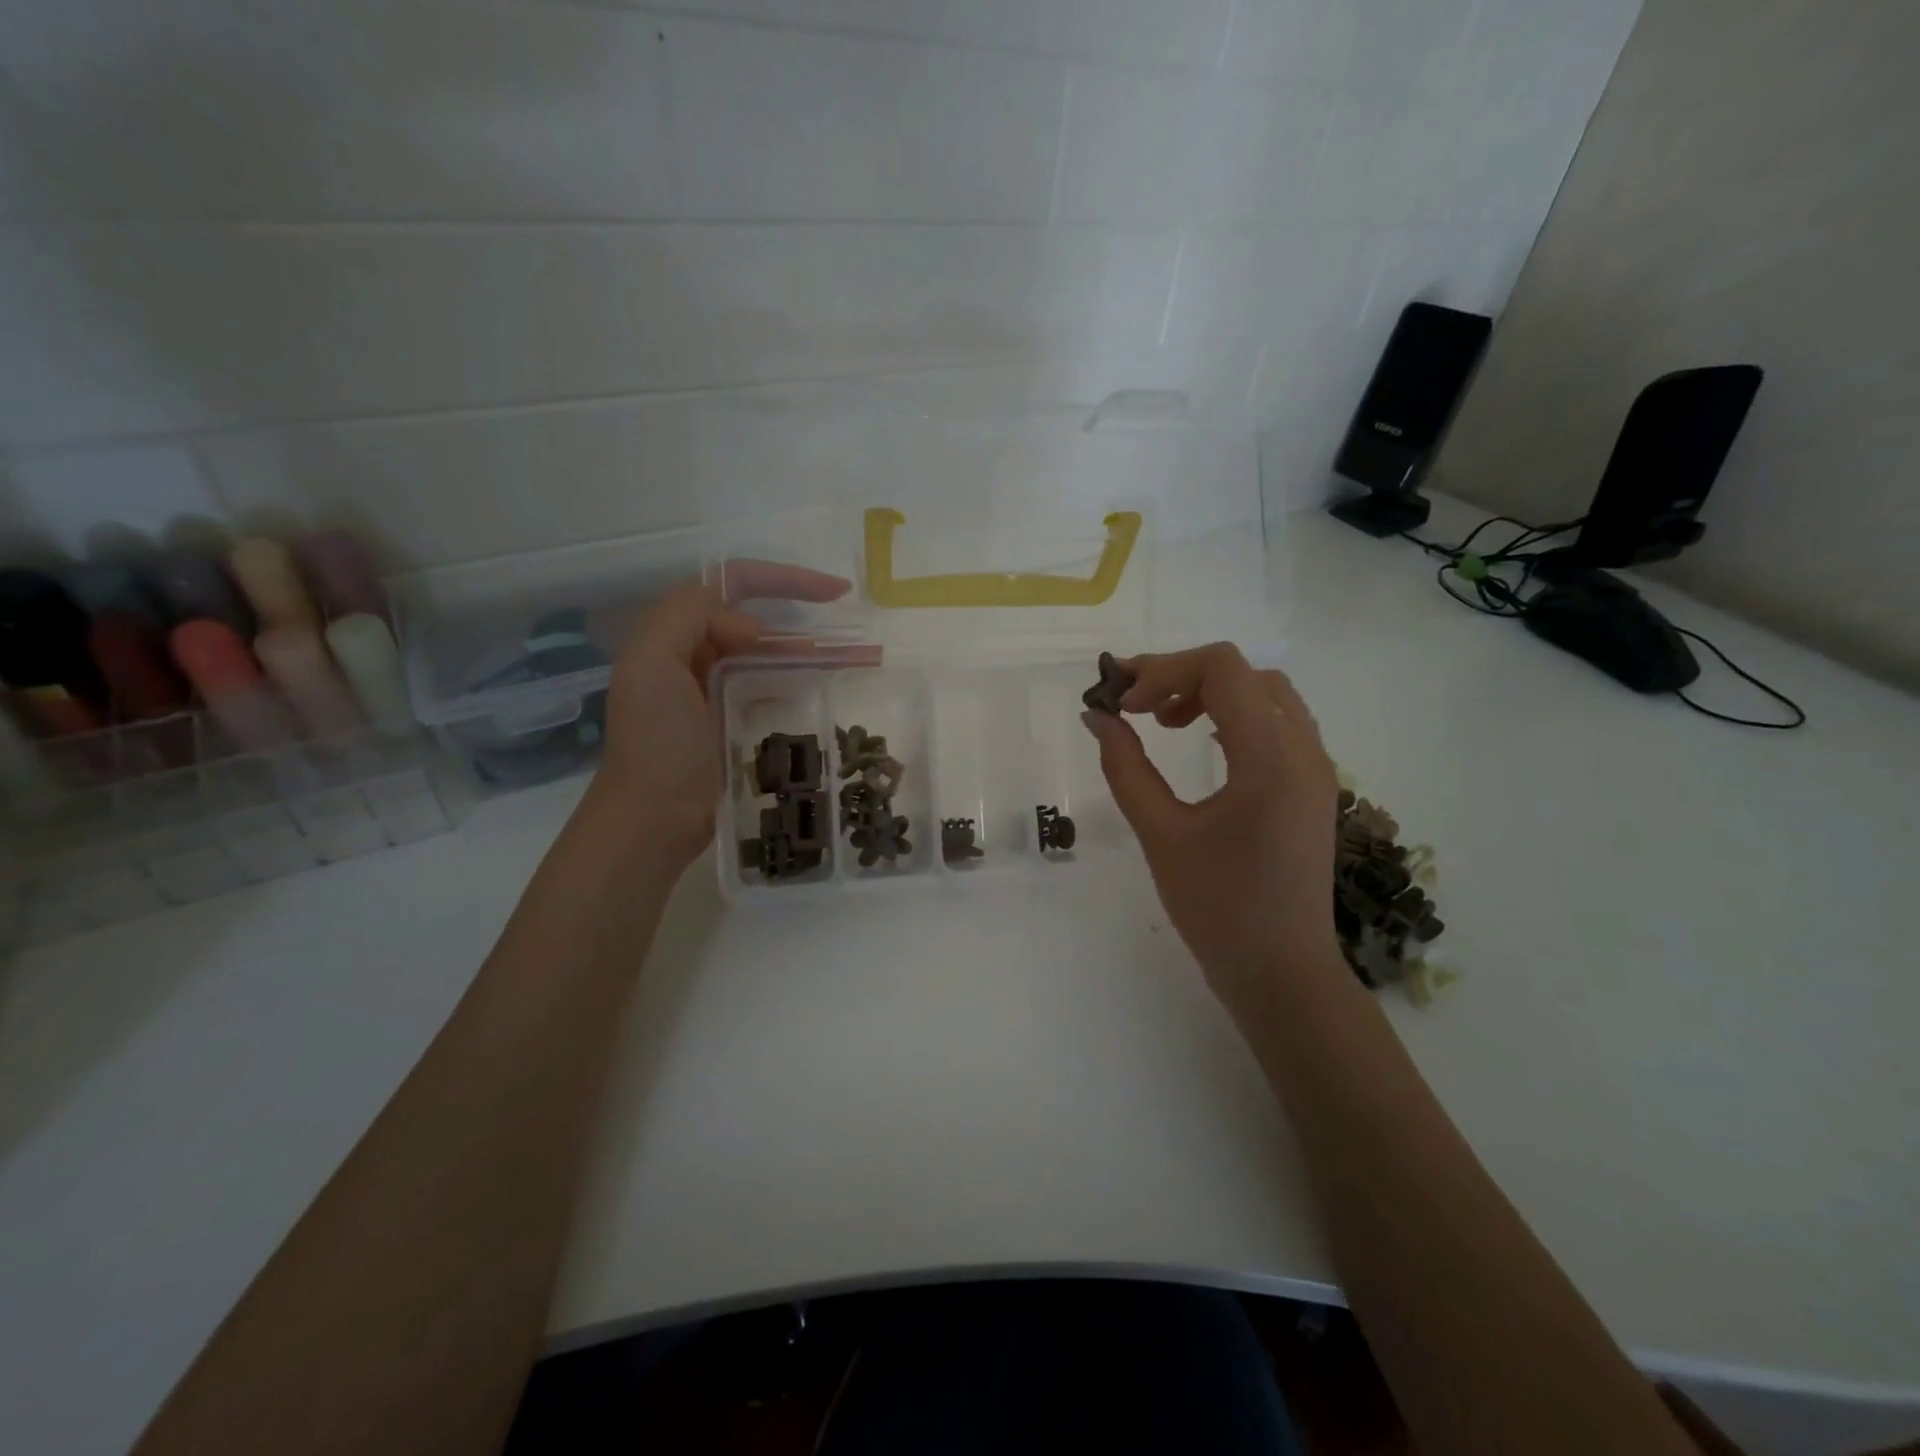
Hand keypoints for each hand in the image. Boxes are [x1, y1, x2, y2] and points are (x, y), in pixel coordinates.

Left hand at [592, 561, 856, 870]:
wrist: (652, 819)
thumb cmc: (656, 742)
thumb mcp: (653, 664)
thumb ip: (692, 618)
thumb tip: (756, 628)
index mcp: (674, 633)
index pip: (734, 584)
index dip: (785, 579)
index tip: (836, 594)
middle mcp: (694, 653)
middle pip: (760, 619)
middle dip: (809, 618)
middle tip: (857, 634)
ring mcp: (716, 689)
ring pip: (771, 654)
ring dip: (814, 651)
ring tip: (861, 659)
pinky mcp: (734, 721)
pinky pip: (772, 687)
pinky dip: (801, 681)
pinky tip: (829, 688)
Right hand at [1081, 643, 1341, 1015]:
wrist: (1281, 973)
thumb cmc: (1217, 909)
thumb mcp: (1161, 835)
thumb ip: (1126, 768)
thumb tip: (1096, 717)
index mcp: (1270, 759)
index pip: (1223, 668)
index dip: (1163, 671)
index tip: (1122, 706)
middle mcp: (1305, 751)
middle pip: (1245, 673)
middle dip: (1183, 677)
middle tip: (1136, 709)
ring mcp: (1316, 768)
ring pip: (1266, 694)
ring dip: (1212, 693)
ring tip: (1164, 722)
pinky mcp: (1313, 787)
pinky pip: (1278, 725)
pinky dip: (1235, 716)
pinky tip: (1202, 744)